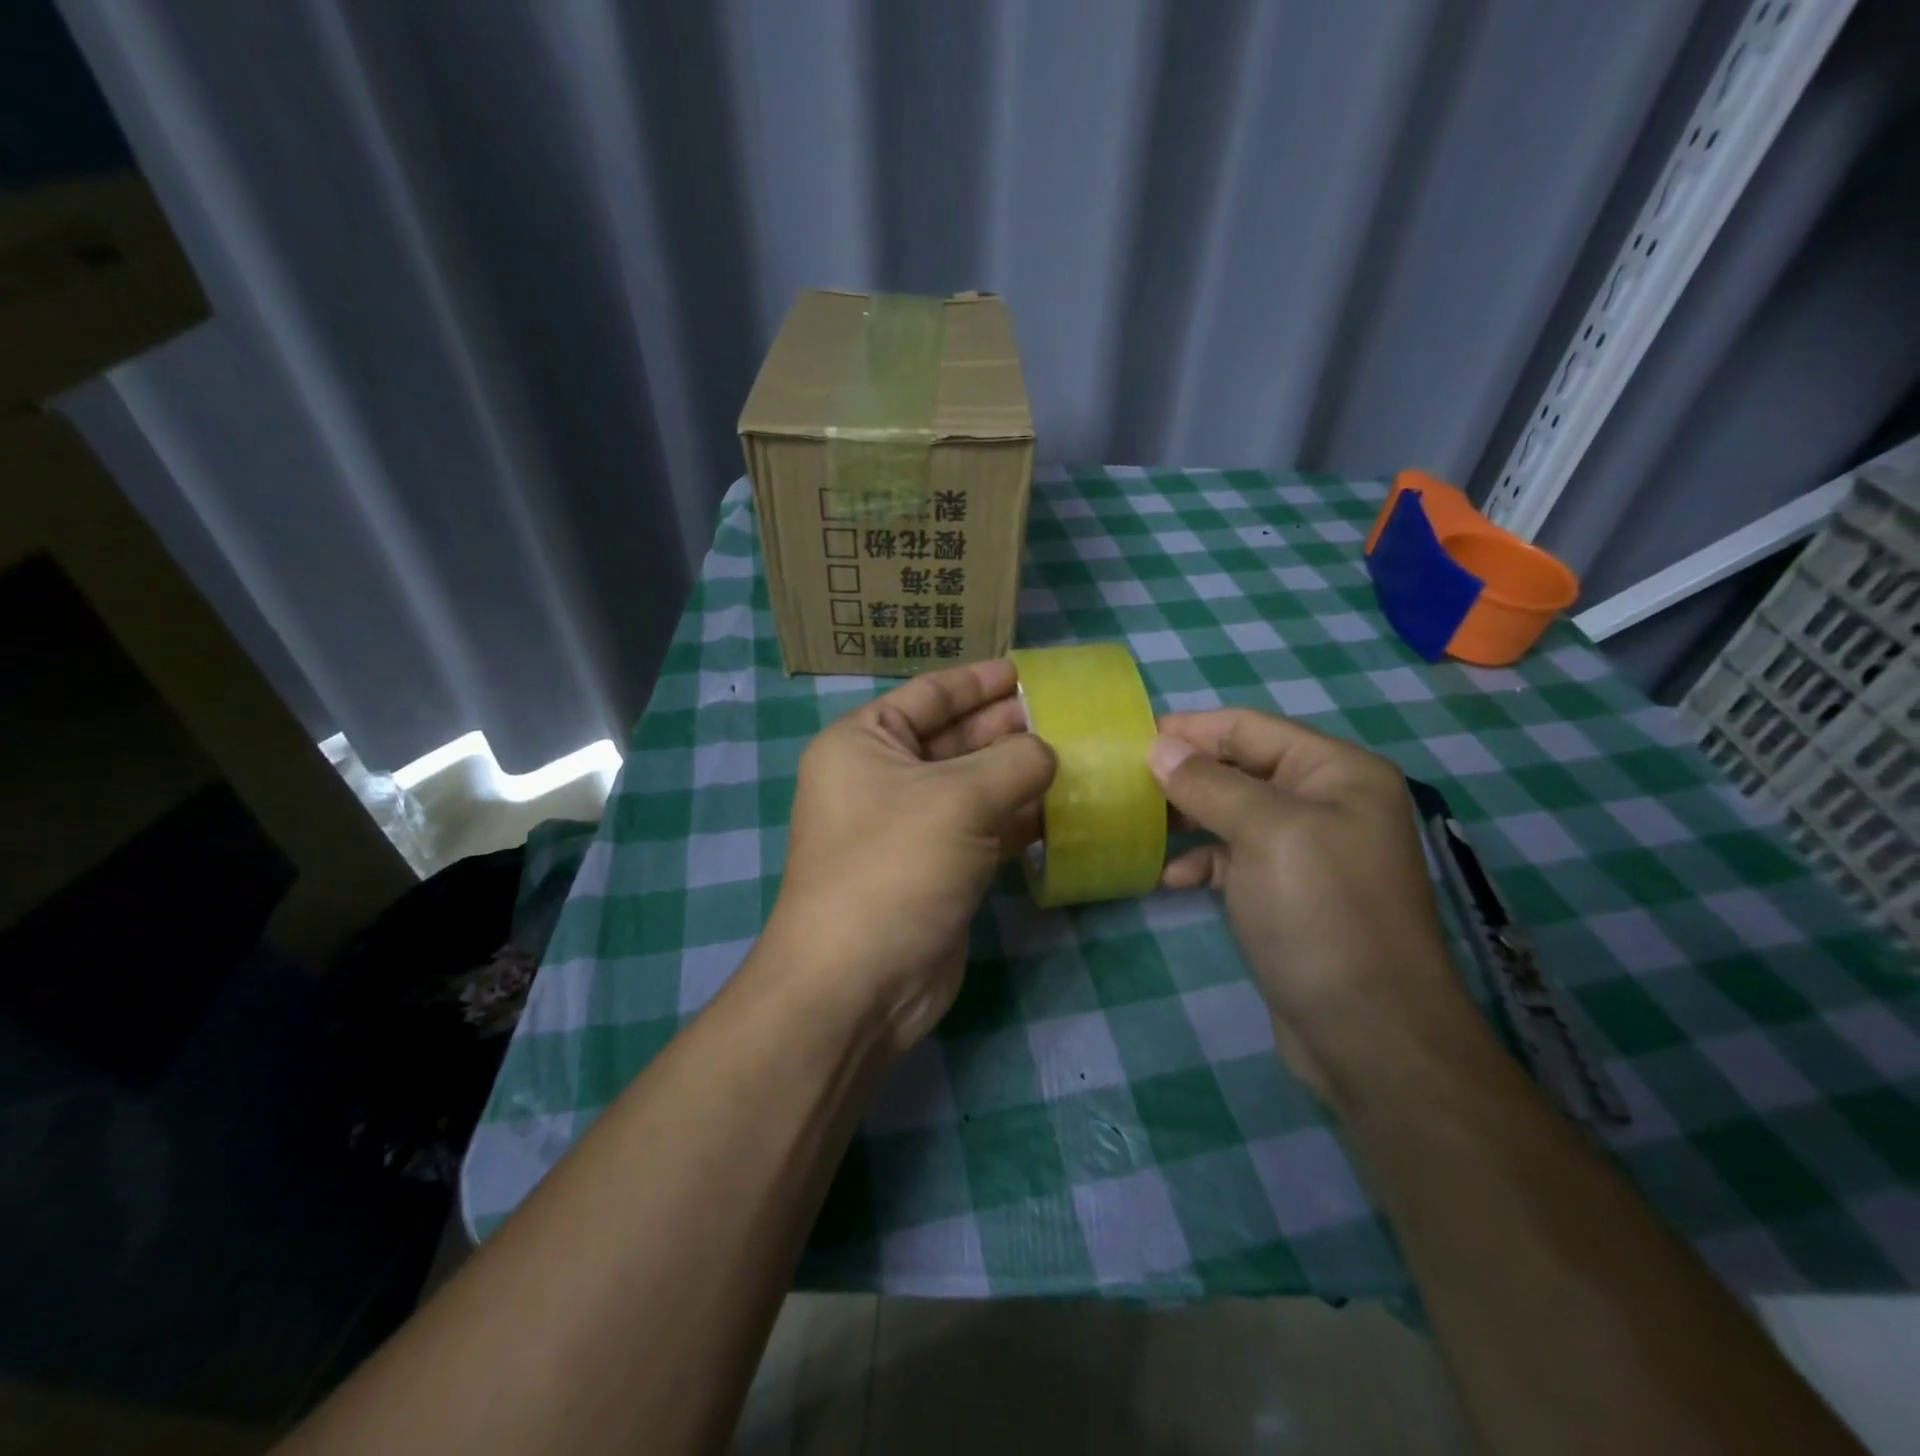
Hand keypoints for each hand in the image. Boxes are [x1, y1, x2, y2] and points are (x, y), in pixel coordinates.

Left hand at [768, 659, 1055, 1051]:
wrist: (859, 983)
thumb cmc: (895, 866)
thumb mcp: (959, 799)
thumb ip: (1015, 762)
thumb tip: (1049, 752)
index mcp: (865, 742)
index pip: (930, 693)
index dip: (980, 680)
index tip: (1030, 670)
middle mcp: (883, 778)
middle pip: (955, 737)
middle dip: (1009, 725)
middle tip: (1070, 714)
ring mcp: (910, 826)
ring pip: (974, 785)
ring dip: (1021, 772)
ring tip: (1080, 754)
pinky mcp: (937, 868)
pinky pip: (984, 828)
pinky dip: (1020, 817)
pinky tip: (1065, 807)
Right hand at [1147, 709, 1467, 1093]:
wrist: (1370, 1035)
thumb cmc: (1322, 915)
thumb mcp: (1266, 834)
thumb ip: (1209, 784)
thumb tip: (1158, 746)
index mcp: (1336, 771)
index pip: (1249, 727)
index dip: (1189, 728)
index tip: (1128, 737)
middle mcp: (1326, 801)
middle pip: (1240, 767)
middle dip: (1183, 773)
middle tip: (1123, 782)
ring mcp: (1308, 850)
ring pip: (1232, 813)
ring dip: (1187, 817)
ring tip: (1137, 824)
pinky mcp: (1289, 893)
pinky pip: (1236, 858)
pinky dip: (1203, 861)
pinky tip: (1171, 878)